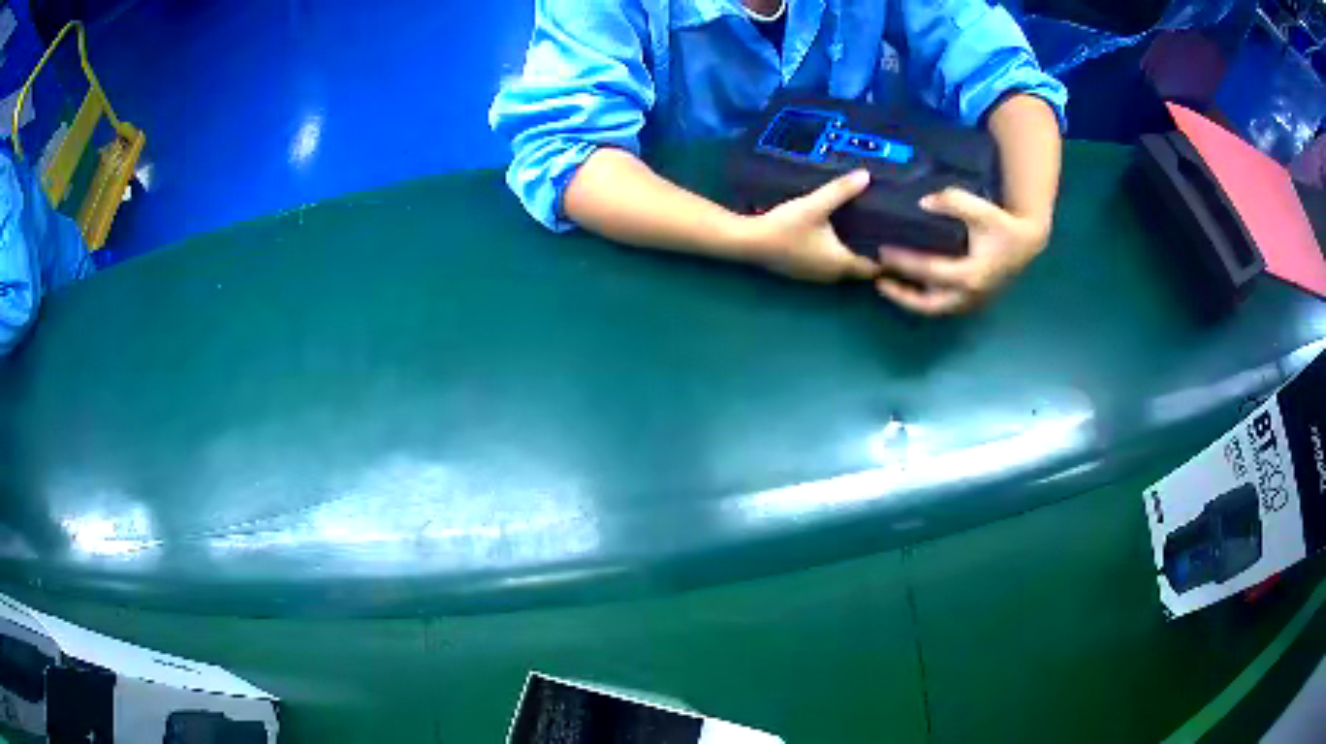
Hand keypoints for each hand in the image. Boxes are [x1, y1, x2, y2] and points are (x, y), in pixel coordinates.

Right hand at [743, 170, 880, 282]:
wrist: (748, 242)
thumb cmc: (786, 227)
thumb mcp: (815, 205)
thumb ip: (841, 190)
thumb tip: (867, 175)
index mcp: (841, 263)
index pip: (875, 268)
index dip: (888, 258)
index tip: (900, 242)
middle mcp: (832, 274)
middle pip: (860, 268)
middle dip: (872, 253)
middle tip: (885, 232)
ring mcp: (815, 275)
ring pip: (843, 267)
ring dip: (853, 253)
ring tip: (864, 231)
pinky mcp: (802, 270)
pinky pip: (829, 264)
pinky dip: (837, 253)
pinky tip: (835, 236)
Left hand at [875, 188, 1049, 314]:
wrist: (1027, 243)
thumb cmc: (1003, 226)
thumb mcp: (981, 209)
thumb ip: (953, 202)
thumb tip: (923, 203)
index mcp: (970, 276)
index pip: (929, 271)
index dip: (904, 262)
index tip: (882, 252)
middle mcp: (969, 295)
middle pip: (928, 304)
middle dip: (902, 296)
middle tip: (879, 282)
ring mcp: (971, 301)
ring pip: (935, 308)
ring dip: (911, 299)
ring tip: (888, 283)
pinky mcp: (973, 300)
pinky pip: (943, 303)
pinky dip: (925, 296)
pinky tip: (910, 283)